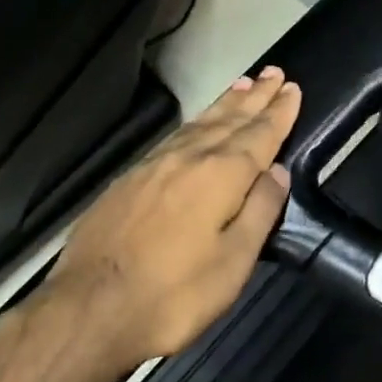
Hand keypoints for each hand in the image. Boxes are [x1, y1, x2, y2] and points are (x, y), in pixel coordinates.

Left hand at [51, 67, 301, 361]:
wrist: (88, 308)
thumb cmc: (173, 294)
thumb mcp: (232, 263)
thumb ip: (260, 211)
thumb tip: (278, 171)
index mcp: (221, 176)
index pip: (259, 135)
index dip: (278, 112)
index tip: (292, 88)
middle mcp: (190, 158)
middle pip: (230, 120)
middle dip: (255, 97)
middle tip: (273, 72)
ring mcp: (155, 165)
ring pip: (200, 123)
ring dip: (226, 103)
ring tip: (243, 84)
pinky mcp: (131, 178)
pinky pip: (176, 135)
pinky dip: (196, 121)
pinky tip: (198, 124)